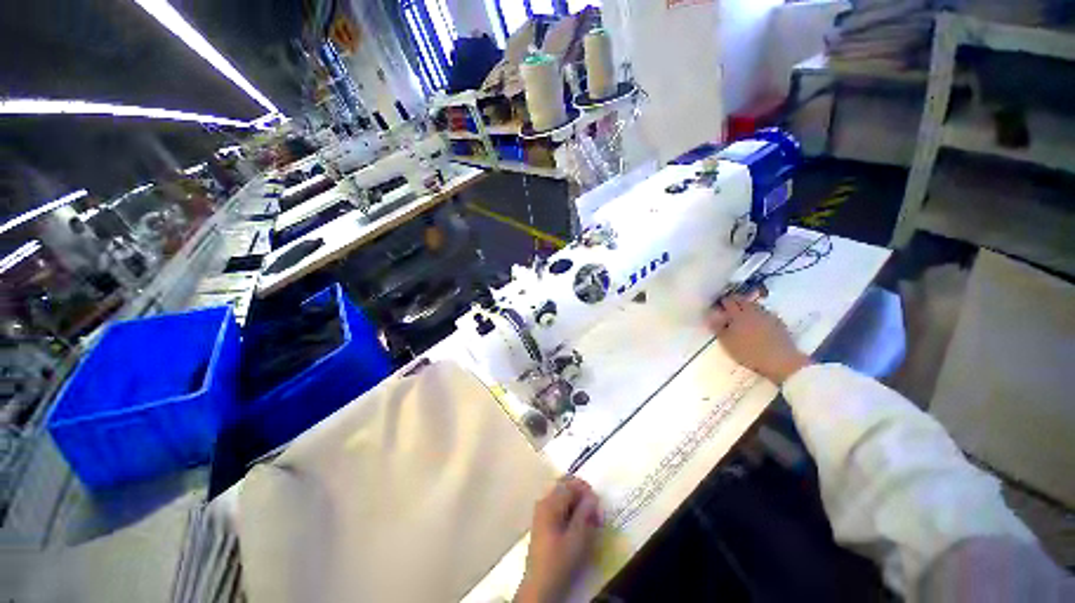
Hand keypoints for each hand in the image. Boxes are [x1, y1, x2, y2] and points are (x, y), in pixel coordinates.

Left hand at [516, 477, 601, 602]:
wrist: (539, 585)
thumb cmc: (560, 561)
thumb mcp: (577, 538)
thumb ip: (585, 513)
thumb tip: (593, 496)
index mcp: (550, 502)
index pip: (571, 484)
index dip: (586, 491)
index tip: (598, 504)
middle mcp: (544, 501)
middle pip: (565, 487)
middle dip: (581, 495)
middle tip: (594, 511)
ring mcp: (541, 511)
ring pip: (561, 496)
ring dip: (576, 503)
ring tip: (588, 519)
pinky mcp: (542, 521)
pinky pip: (557, 506)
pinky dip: (569, 509)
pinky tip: (577, 524)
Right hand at [706, 295, 810, 383]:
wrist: (781, 361)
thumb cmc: (749, 352)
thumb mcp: (727, 342)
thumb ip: (718, 328)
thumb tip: (711, 317)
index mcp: (738, 314)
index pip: (728, 301)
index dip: (722, 302)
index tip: (718, 306)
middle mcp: (753, 310)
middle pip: (742, 300)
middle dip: (735, 302)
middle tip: (729, 309)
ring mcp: (767, 315)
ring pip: (754, 306)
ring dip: (747, 308)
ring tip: (742, 316)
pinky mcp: (778, 322)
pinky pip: (764, 314)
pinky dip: (758, 315)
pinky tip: (757, 324)